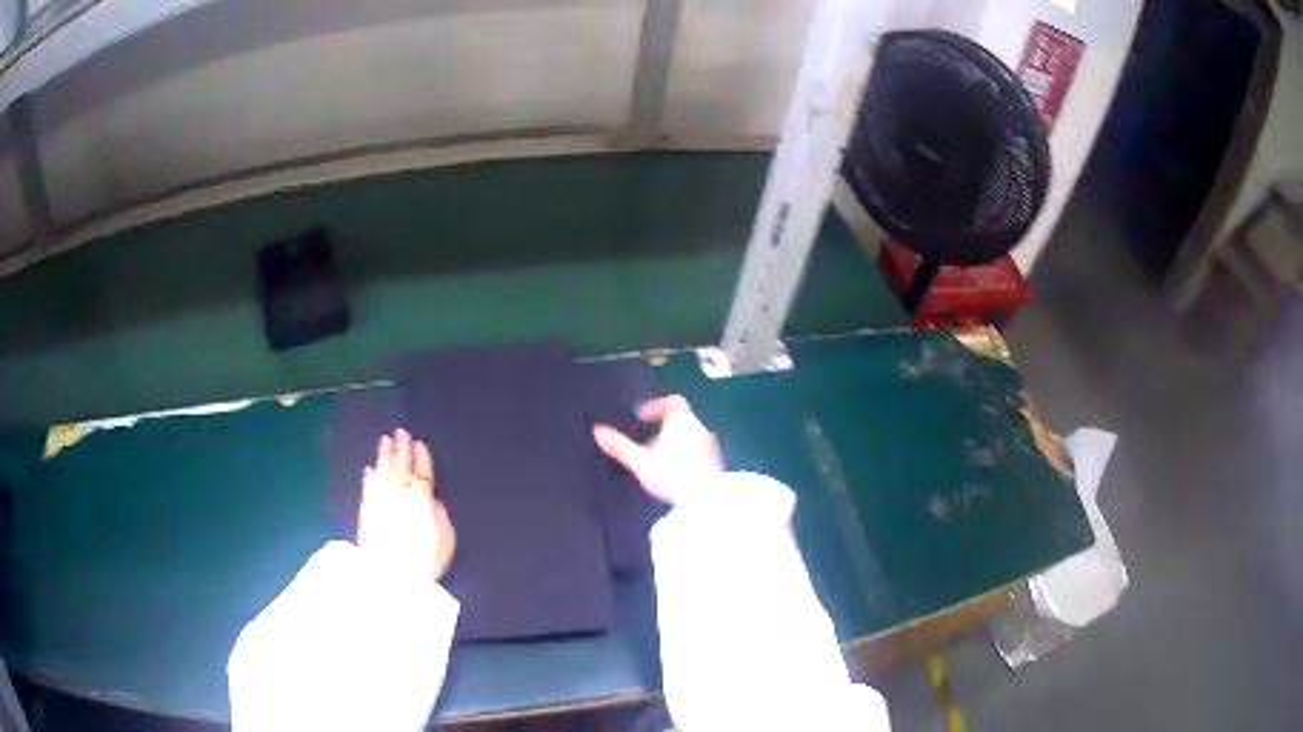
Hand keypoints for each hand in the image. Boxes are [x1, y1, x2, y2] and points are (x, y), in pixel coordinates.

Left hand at [356, 428, 456, 581]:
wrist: (389, 576)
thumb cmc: (424, 561)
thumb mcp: (445, 541)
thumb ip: (441, 518)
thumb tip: (433, 503)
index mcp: (420, 500)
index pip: (421, 473)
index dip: (421, 458)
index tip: (419, 443)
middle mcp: (398, 494)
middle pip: (399, 466)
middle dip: (401, 449)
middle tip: (400, 432)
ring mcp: (379, 501)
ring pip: (381, 472)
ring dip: (383, 456)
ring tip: (384, 441)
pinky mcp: (365, 513)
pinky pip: (367, 488)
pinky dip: (369, 477)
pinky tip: (369, 470)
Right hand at [593, 395, 723, 505]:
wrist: (705, 499)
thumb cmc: (671, 474)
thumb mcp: (640, 461)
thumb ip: (619, 446)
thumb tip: (597, 431)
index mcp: (681, 420)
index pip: (673, 401)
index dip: (656, 405)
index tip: (642, 417)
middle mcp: (699, 427)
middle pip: (681, 418)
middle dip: (663, 426)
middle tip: (646, 442)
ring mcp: (710, 444)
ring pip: (690, 434)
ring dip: (674, 441)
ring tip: (658, 459)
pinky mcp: (716, 461)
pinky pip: (698, 449)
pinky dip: (685, 453)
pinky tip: (674, 472)